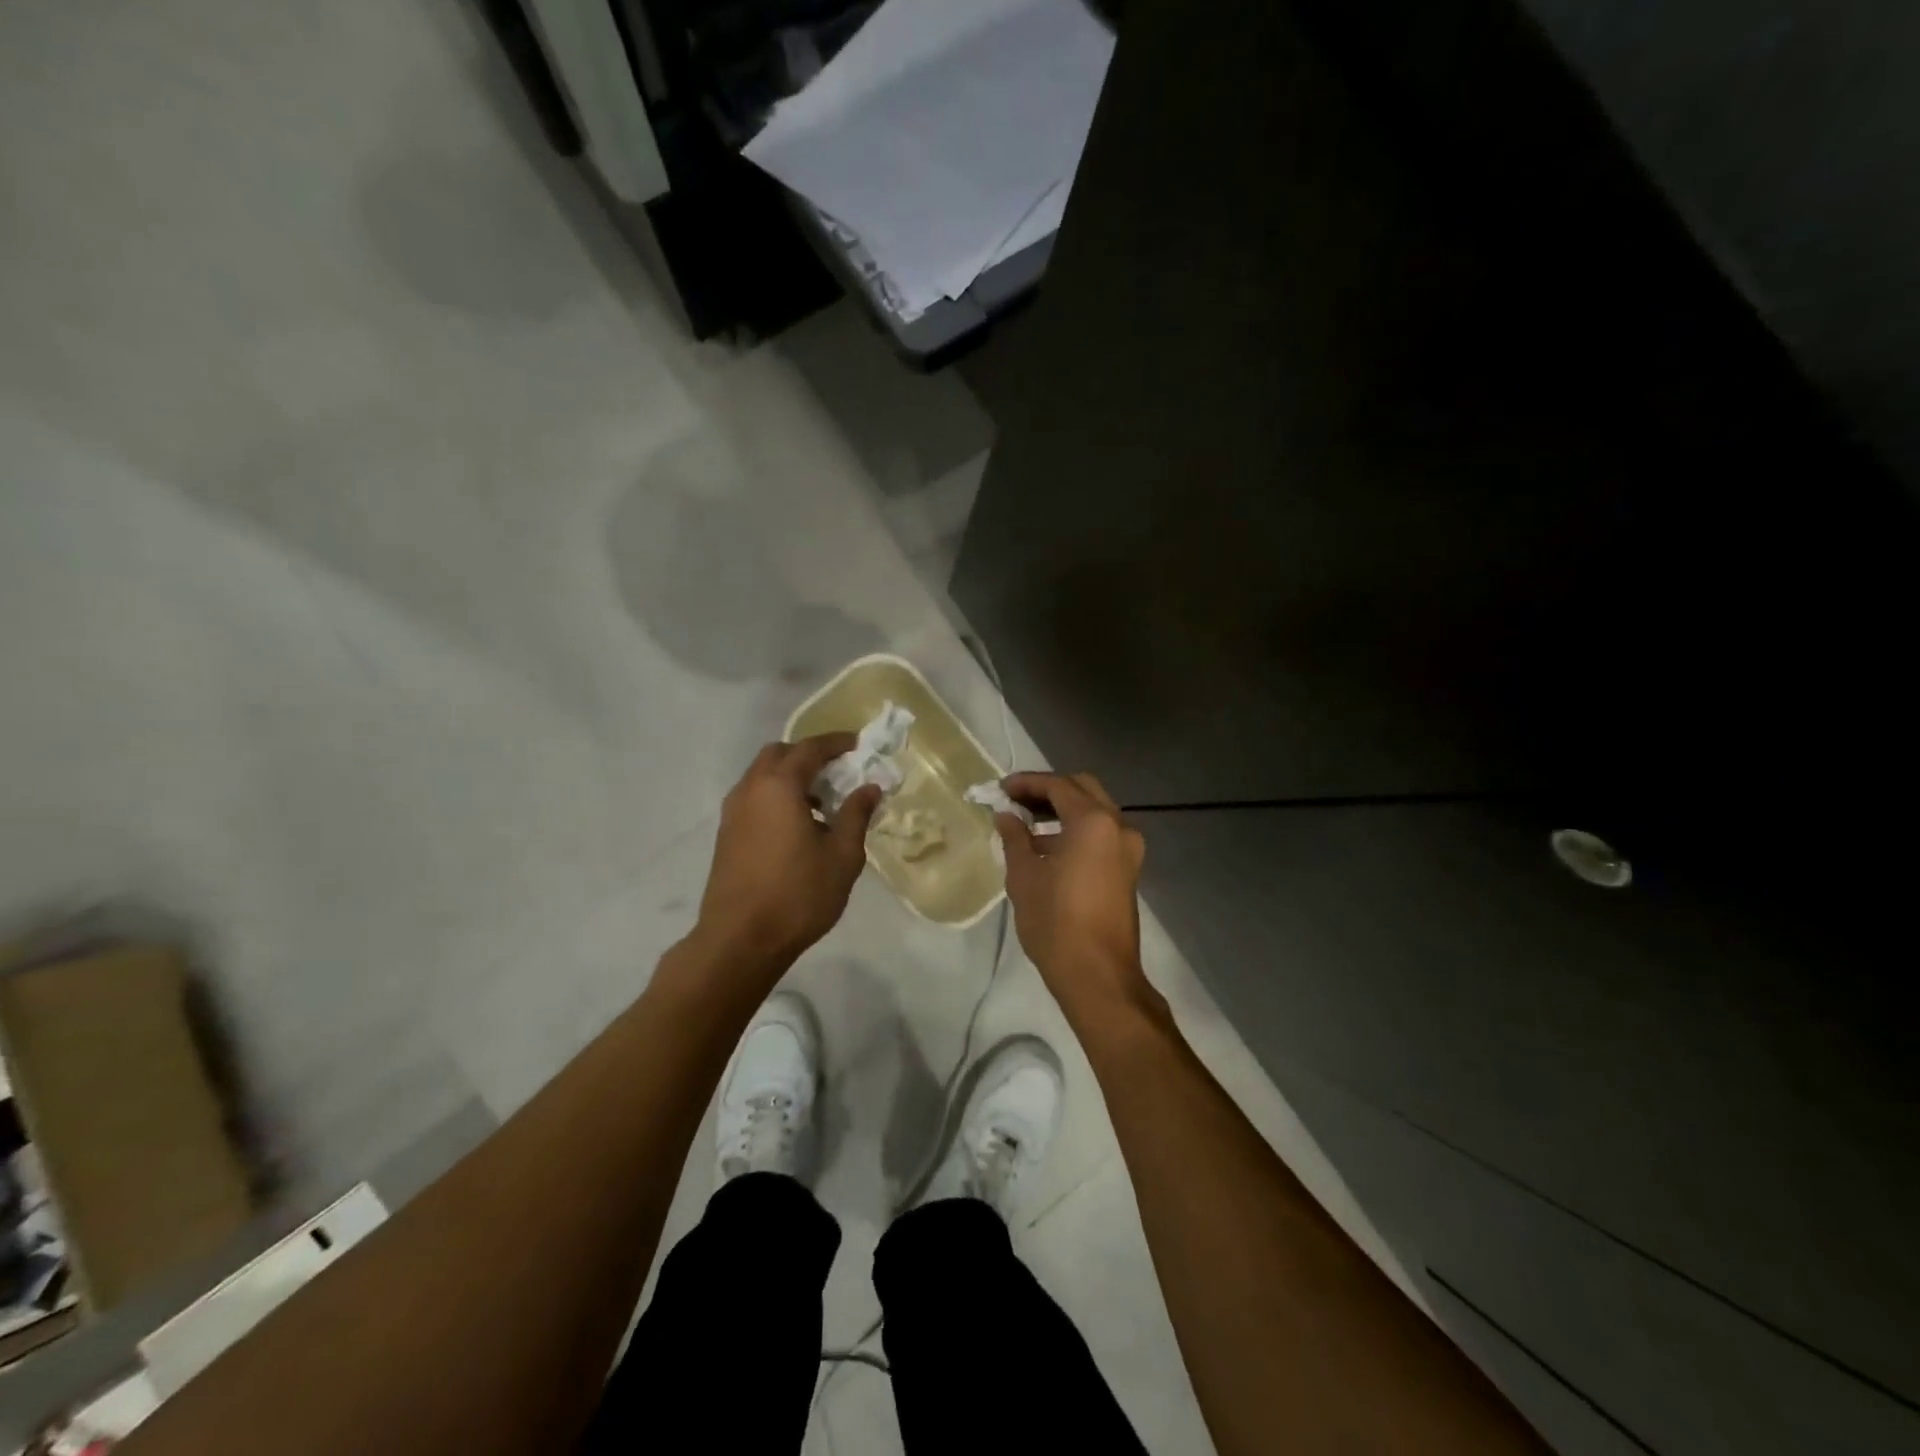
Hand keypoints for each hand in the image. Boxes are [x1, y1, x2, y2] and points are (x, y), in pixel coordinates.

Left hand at [696, 735, 880, 973]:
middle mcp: (750, 789)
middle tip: (837, 771)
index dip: (835, 743)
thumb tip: (869, 787)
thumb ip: (856, 815)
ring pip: (762, 776)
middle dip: (808, 755)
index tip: (857, 745)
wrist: (740, 940)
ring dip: (790, 777)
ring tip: (821, 802)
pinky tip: (797, 826)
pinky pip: (754, 798)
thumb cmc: (798, 895)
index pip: (809, 749)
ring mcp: (733, 812)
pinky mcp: (726, 834)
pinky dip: (776, 796)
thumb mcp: (842, 856)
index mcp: (779, 786)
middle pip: (779, 755)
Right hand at [995, 772, 1150, 1018]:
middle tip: (1017, 801)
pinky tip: (1048, 849)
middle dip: (1049, 790)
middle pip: (1083, 790)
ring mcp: (1128, 849)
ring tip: (1027, 825)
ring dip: (1064, 811)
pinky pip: (1102, 835)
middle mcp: (1118, 826)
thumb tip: (1006, 817)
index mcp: (1093, 822)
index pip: (1058, 785)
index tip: (1001, 789)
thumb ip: (1015, 838)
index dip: (1027, 783)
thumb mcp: (1024, 876)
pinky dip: (1077, 831)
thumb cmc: (1055, 921)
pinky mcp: (1128, 870)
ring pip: (1095, 812)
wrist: (1098, 975)